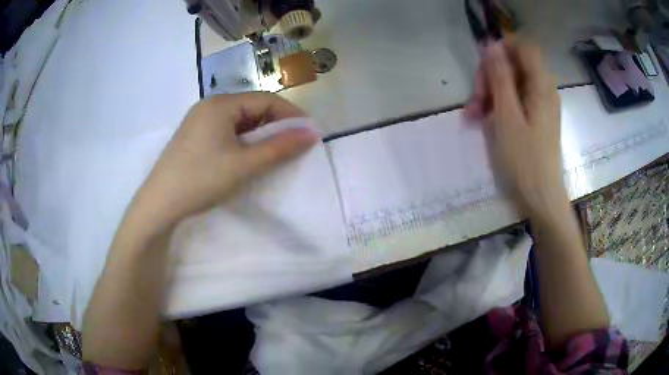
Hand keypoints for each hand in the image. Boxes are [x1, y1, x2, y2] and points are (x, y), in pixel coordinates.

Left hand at [127, 92, 317, 234]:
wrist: (160, 203)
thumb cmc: (202, 179)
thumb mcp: (245, 164)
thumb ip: (280, 147)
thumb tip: (312, 133)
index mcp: (221, 103)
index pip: (266, 99)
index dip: (291, 115)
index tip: (309, 133)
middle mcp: (209, 105)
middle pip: (252, 107)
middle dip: (275, 124)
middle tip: (293, 145)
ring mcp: (199, 120)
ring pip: (239, 120)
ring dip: (259, 133)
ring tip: (273, 151)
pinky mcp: (193, 136)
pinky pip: (225, 130)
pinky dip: (242, 140)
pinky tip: (246, 155)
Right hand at [465, 40, 564, 213]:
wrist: (540, 197)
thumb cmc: (524, 160)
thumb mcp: (507, 116)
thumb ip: (499, 77)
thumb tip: (490, 46)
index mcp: (541, 85)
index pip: (523, 47)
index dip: (501, 48)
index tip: (483, 65)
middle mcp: (544, 89)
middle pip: (514, 65)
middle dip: (490, 77)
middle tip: (474, 101)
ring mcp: (540, 104)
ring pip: (512, 83)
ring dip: (490, 93)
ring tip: (473, 116)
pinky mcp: (536, 118)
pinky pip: (516, 100)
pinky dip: (499, 105)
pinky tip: (484, 120)